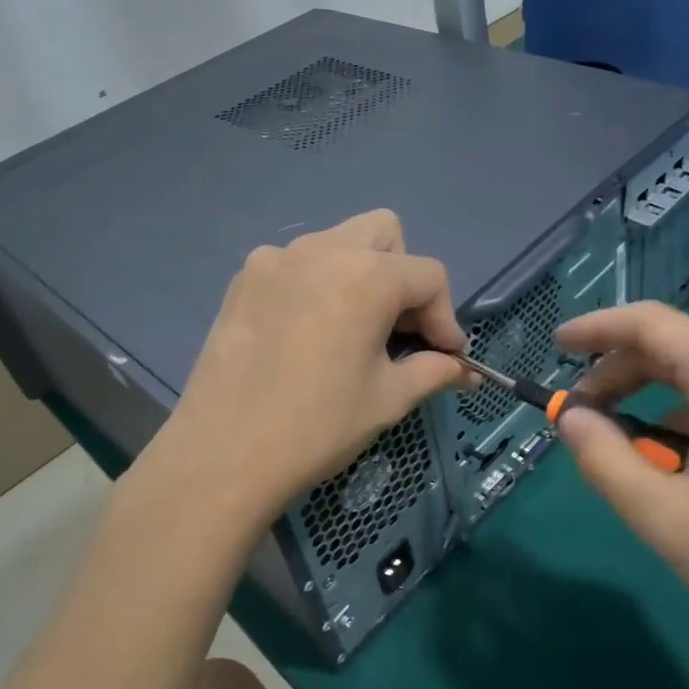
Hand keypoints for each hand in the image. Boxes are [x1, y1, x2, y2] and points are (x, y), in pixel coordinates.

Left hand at [141, 209, 468, 538]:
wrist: (223, 454)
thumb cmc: (317, 426)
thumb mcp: (388, 398)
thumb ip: (434, 371)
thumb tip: (464, 371)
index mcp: (366, 275)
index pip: (429, 275)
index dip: (445, 317)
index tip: (444, 356)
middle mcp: (321, 249)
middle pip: (384, 234)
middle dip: (403, 276)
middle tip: (397, 330)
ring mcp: (275, 259)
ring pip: (337, 243)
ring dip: (359, 276)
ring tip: (351, 332)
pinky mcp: (243, 279)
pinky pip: (296, 264)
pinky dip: (315, 285)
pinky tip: (305, 334)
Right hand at [553, 302, 688, 679]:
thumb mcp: (664, 515)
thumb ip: (603, 458)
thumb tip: (571, 418)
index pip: (648, 323)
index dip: (595, 328)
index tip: (556, 346)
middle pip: (672, 346)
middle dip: (616, 372)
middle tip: (579, 416)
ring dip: (648, 396)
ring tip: (621, 448)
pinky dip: (683, 415)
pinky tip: (673, 466)